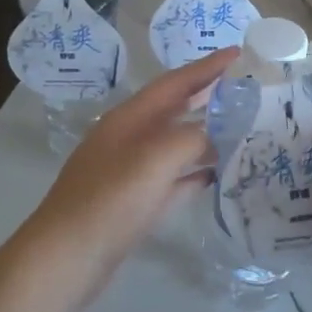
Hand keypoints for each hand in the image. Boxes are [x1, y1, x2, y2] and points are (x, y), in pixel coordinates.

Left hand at [22, 49, 236, 300]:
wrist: (67, 258)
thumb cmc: (110, 201)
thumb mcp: (154, 160)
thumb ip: (191, 139)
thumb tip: (216, 136)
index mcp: (129, 120)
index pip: (174, 84)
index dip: (206, 68)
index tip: (238, 53)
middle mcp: (128, 139)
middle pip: (174, 110)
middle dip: (206, 97)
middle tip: (244, 89)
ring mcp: (129, 172)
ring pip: (174, 145)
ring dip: (204, 135)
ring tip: (240, 130)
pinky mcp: (133, 203)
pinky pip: (171, 179)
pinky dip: (193, 173)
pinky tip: (216, 176)